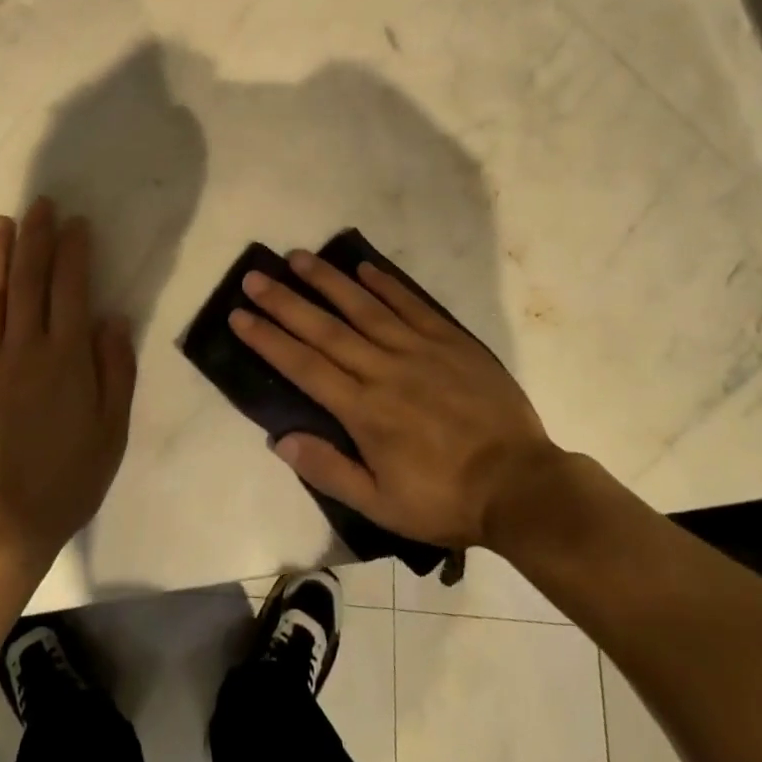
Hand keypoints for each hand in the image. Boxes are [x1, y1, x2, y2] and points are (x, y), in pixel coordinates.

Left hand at [0, 198, 136, 575]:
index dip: (73, 251)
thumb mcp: (112, 431)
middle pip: (28, 279)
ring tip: (0, 221)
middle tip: (38, 204)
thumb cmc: (66, 478)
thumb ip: (115, 370)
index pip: (70, 288)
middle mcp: (25, 346)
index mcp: (66, 357)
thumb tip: (110, 318)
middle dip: (35, 237)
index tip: (74, 223)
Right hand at [231, 250, 561, 551]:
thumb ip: (329, 470)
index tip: (239, 315)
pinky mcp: (450, 341)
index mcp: (363, 409)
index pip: (303, 365)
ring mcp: (418, 350)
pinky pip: (411, 305)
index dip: (268, 338)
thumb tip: (281, 439)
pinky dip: (386, 284)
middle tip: (255, 276)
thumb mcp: (382, 504)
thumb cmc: (446, 499)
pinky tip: (364, 268)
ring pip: (364, 307)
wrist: (522, 486)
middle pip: (324, 328)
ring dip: (328, 281)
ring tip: (299, 257)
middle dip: (285, 301)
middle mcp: (383, 369)